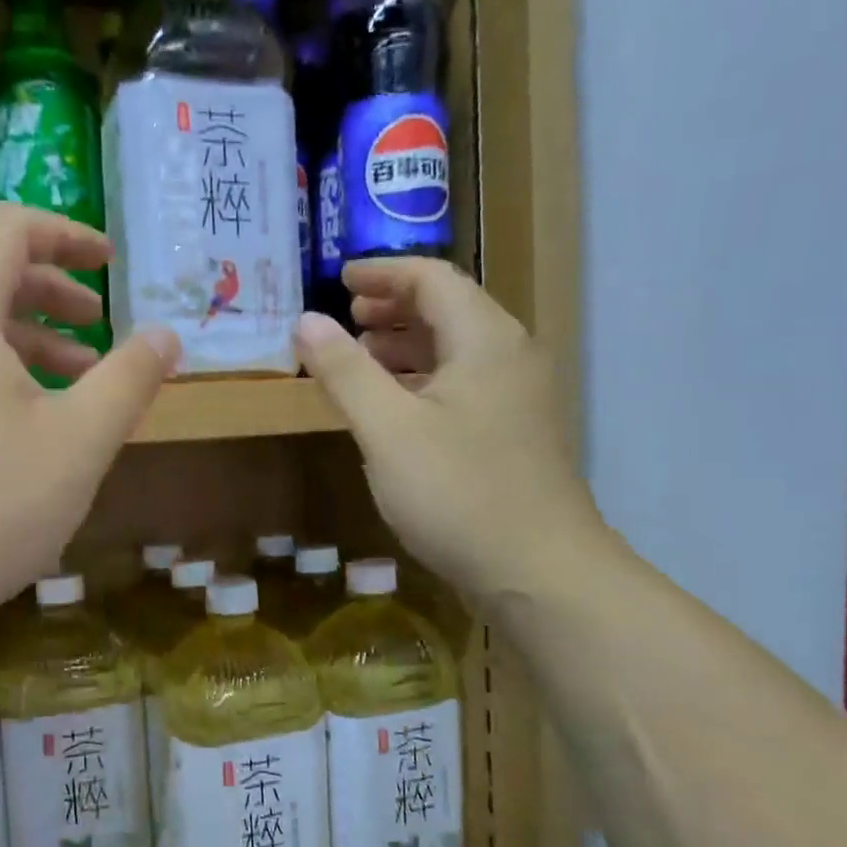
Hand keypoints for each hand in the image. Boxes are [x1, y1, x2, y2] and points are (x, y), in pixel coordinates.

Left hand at [0, 204, 178, 639]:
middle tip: (103, 327)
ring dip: (32, 340)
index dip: (68, 235)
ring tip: (82, 381)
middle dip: (54, 292)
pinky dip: (1, 374)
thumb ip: (129, 379)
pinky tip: (35, 426)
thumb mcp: (79, 441)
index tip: (113, 264)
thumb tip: (165, 334)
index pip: (8, 229)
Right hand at [294, 258, 610, 600]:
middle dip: (394, 309)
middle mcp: (511, 357)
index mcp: (485, 339)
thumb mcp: (387, 430)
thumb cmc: (459, 493)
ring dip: (407, 347)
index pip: (433, 279)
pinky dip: (424, 383)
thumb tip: (306, 321)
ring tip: (361, 361)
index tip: (339, 280)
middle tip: (347, 321)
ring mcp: (519, 399)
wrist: (540, 573)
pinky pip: (464, 387)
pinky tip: (394, 411)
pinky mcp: (516, 436)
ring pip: (457, 352)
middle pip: (450, 310)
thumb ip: (345, 371)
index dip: (382, 273)